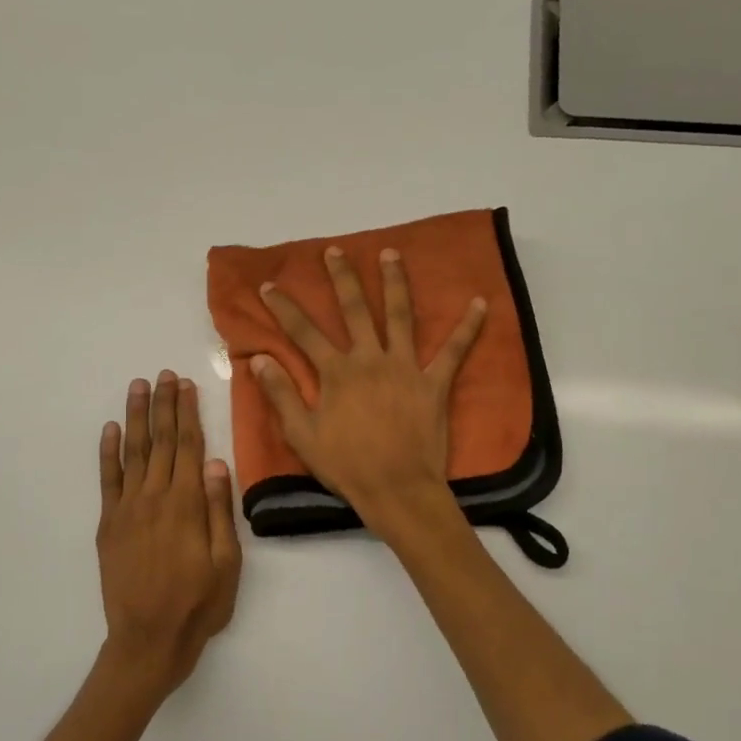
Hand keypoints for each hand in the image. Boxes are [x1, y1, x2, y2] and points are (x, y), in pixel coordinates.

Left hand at [96, 371, 242, 693]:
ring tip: (138, 387)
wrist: (148, 640)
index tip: (186, 385)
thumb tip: (216, 462)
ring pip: (133, 452)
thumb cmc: (198, 604)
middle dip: (163, 405)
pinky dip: (108, 452)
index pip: (187, 446)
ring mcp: (127, 509)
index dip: (187, 413)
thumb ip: (219, 509)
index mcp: (186, 504)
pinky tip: (110, 430)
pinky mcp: (109, 524)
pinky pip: (107, 480)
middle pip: (160, 441)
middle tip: (164, 375)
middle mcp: (154, 497)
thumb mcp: (227, 562)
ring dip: (136, 417)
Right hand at [252, 246, 486, 528]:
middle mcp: (370, 360)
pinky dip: (468, 327)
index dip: (284, 308)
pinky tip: (480, 302)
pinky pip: (454, 351)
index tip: (269, 286)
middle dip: (343, 278)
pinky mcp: (434, 383)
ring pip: (400, 316)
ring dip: (395, 282)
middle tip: (335, 251)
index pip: (304, 333)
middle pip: (355, 310)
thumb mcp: (302, 434)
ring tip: (391, 253)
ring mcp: (405, 368)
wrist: (396, 489)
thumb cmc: (346, 465)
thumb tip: (261, 359)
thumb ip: (282, 394)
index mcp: (337, 373)